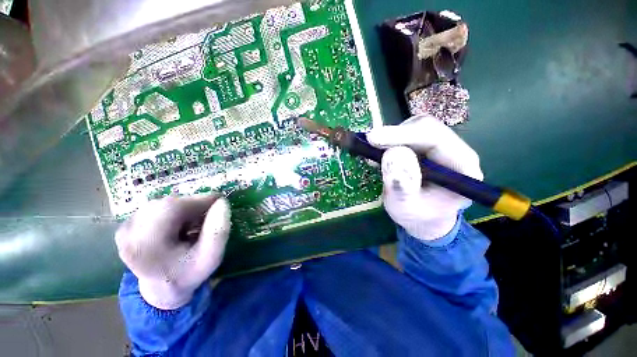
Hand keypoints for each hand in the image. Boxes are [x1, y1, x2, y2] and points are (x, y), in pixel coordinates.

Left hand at [115, 194, 230, 309]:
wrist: (163, 287)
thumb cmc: (189, 273)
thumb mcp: (212, 257)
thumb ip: (219, 231)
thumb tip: (222, 202)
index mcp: (145, 246)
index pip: (172, 208)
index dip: (199, 200)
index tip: (220, 200)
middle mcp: (128, 234)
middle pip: (167, 204)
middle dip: (193, 205)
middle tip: (209, 214)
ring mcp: (125, 228)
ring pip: (163, 203)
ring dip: (184, 208)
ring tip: (194, 223)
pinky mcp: (127, 225)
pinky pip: (157, 207)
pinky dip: (174, 210)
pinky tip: (180, 224)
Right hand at [367, 115, 482, 240]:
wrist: (424, 217)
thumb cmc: (418, 216)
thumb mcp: (406, 208)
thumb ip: (402, 186)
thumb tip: (392, 153)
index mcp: (461, 168)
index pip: (435, 138)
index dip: (403, 135)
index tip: (374, 139)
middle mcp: (454, 151)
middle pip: (426, 127)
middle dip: (395, 135)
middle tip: (370, 143)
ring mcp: (440, 147)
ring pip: (414, 128)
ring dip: (390, 139)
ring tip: (375, 156)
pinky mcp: (425, 146)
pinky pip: (406, 135)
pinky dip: (388, 142)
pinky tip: (379, 154)